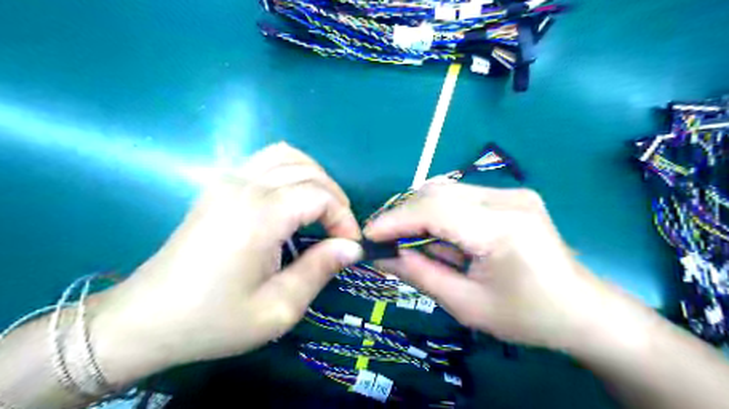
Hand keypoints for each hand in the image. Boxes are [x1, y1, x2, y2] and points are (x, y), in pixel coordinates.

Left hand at [90, 143, 362, 386]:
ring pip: (287, 155)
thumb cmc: (213, 320)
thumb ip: (319, 270)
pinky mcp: (219, 186)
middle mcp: (244, 187)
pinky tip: (294, 196)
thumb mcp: (277, 309)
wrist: (146, 319)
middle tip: (340, 231)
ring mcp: (227, 180)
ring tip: (323, 209)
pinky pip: (265, 159)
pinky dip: (291, 169)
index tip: (350, 246)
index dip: (344, 218)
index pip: (319, 196)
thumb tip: (352, 248)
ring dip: (315, 177)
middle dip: (335, 197)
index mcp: (259, 216)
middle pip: (308, 171)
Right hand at [368, 184, 609, 349]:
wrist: (582, 309)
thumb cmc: (527, 317)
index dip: (395, 219)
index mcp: (502, 229)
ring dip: (420, 212)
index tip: (369, 235)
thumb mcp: (467, 305)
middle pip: (437, 192)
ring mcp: (512, 192)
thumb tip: (381, 258)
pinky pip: (460, 195)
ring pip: (446, 189)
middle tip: (385, 240)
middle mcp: (508, 199)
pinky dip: (439, 212)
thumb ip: (421, 275)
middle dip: (403, 214)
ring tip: (409, 240)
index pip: (434, 209)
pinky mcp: (512, 195)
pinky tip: (438, 235)